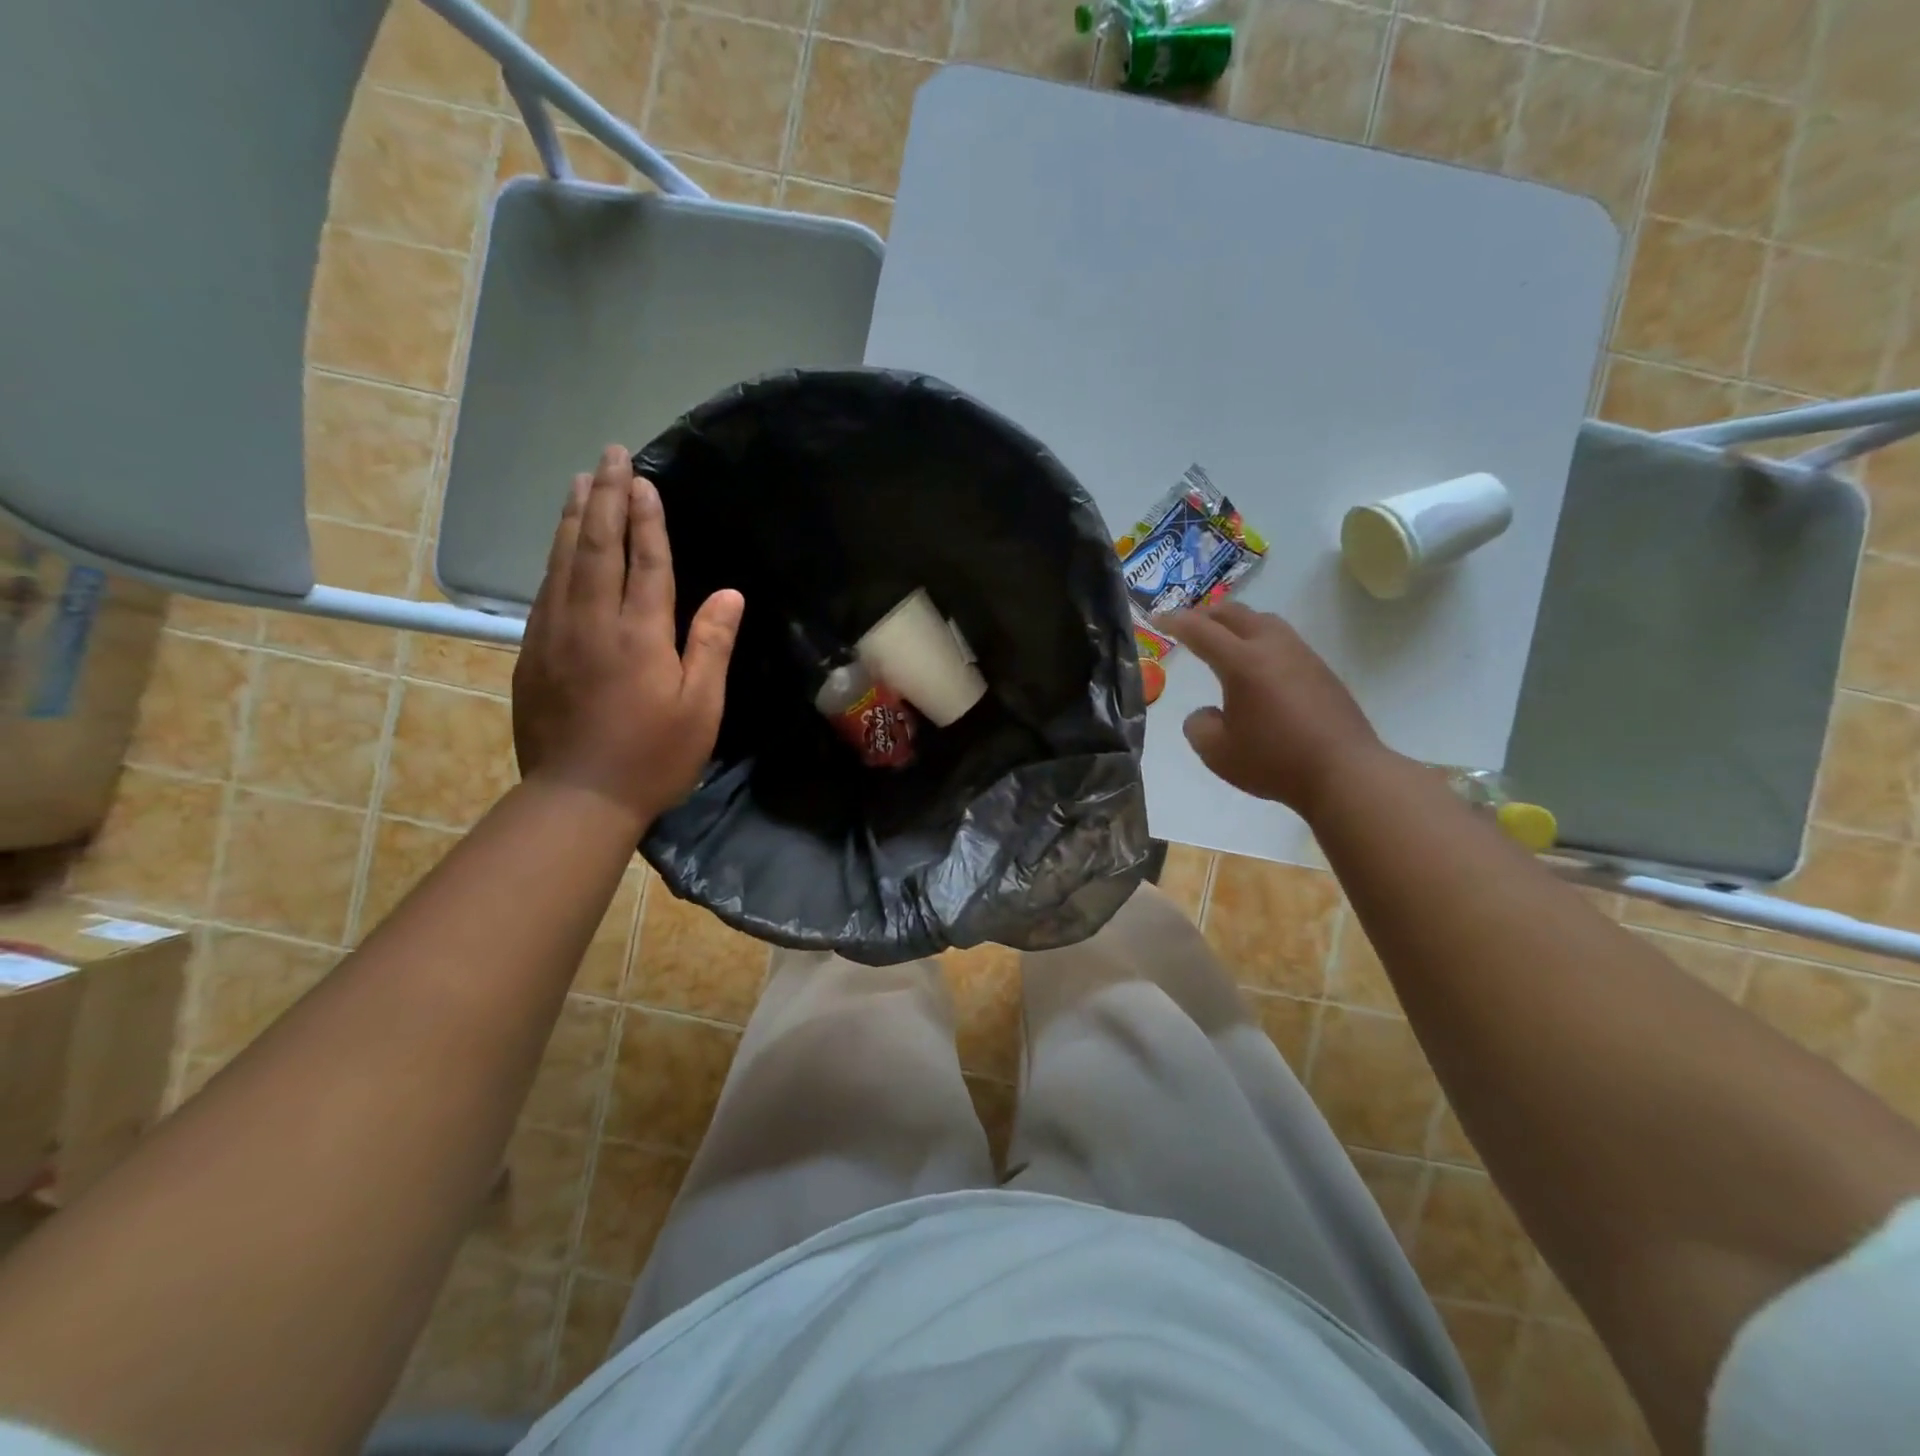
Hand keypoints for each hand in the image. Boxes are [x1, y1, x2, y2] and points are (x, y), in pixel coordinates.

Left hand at [512, 446, 743, 826]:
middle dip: (604, 497)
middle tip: (607, 454)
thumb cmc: (653, 755)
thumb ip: (711, 644)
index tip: (643, 479)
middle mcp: (592, 621)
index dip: (646, 517)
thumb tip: (729, 593)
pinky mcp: (531, 653)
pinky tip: (558, 545)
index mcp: (639, 633)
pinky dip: (553, 556)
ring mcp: (554, 634)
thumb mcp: (701, 707)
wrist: (578, 797)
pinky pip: (544, 590)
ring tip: (579, 481)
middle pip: (596, 546)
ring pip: (561, 561)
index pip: (645, 560)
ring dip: (572, 516)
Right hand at [1159, 603, 1386, 817]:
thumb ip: (1199, 726)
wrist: (1344, 772)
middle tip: (1187, 624)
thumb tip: (1208, 712)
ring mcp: (1302, 655)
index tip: (1157, 619)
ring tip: (1223, 638)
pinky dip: (1259, 639)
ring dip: (1237, 622)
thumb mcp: (1217, 752)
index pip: (1201, 630)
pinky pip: (1283, 639)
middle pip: (1235, 614)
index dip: (1175, 622)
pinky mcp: (1320, 670)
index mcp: (1243, 663)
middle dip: (1206, 614)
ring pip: (1264, 621)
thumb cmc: (1273, 761)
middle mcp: (1273, 648)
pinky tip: (1257, 664)